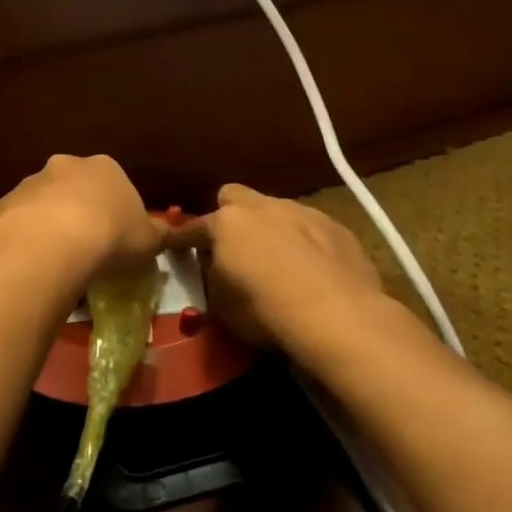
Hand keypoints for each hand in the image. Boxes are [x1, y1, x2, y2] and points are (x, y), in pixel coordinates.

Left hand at [0, 154, 163, 279]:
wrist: (52, 245)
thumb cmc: (111, 237)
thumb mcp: (149, 241)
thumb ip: (157, 234)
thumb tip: (164, 233)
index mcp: (106, 167)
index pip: (115, 185)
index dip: (117, 213)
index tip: (117, 239)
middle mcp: (67, 165)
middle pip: (77, 188)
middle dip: (81, 212)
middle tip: (87, 248)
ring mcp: (32, 182)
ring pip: (46, 203)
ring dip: (51, 224)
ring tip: (59, 260)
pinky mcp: (6, 203)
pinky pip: (21, 222)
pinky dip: (28, 237)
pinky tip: (35, 262)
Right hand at [167, 184, 389, 355]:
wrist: (338, 315)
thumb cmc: (266, 311)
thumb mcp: (221, 305)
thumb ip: (213, 277)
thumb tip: (217, 267)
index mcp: (227, 223)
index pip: (193, 228)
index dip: (181, 239)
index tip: (174, 246)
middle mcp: (263, 207)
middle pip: (234, 196)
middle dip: (228, 215)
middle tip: (232, 244)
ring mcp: (303, 211)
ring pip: (276, 209)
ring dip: (270, 228)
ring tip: (279, 259)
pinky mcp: (336, 226)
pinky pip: (310, 227)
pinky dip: (304, 242)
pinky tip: (312, 268)